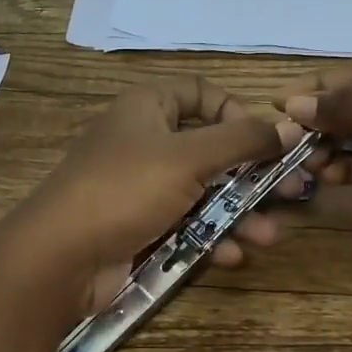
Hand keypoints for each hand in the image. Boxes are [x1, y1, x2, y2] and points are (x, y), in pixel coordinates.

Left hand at [13, 76, 305, 315]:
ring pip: (202, 192)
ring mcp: (140, 188)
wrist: (59, 258)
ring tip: (268, 237)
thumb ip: (243, 140)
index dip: (235, 111)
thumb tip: (291, 126)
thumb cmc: (125, 189)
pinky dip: (210, 237)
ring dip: (238, 214)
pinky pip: (185, 224)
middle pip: (210, 149)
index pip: (200, 93)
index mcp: (147, 108)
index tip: (264, 140)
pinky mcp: (139, 227)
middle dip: (251, 175)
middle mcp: (144, 141)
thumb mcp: (188, 157)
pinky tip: (233, 255)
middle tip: (291, 194)